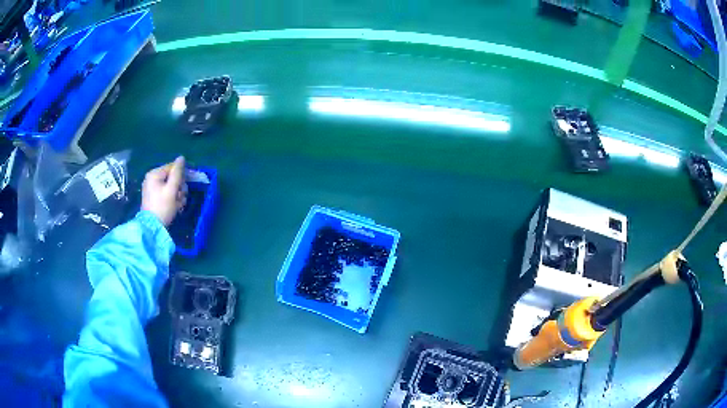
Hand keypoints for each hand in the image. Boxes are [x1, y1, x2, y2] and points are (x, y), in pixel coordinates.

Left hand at [141, 157, 186, 226]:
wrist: (152, 228)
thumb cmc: (162, 207)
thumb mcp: (172, 189)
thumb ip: (177, 173)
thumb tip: (181, 157)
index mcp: (154, 174)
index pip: (173, 168)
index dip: (181, 177)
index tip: (184, 189)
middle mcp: (152, 179)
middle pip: (172, 177)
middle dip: (180, 188)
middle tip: (180, 199)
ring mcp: (152, 188)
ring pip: (171, 186)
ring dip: (178, 195)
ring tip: (178, 205)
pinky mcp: (154, 198)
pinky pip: (167, 193)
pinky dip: (173, 199)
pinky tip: (175, 207)